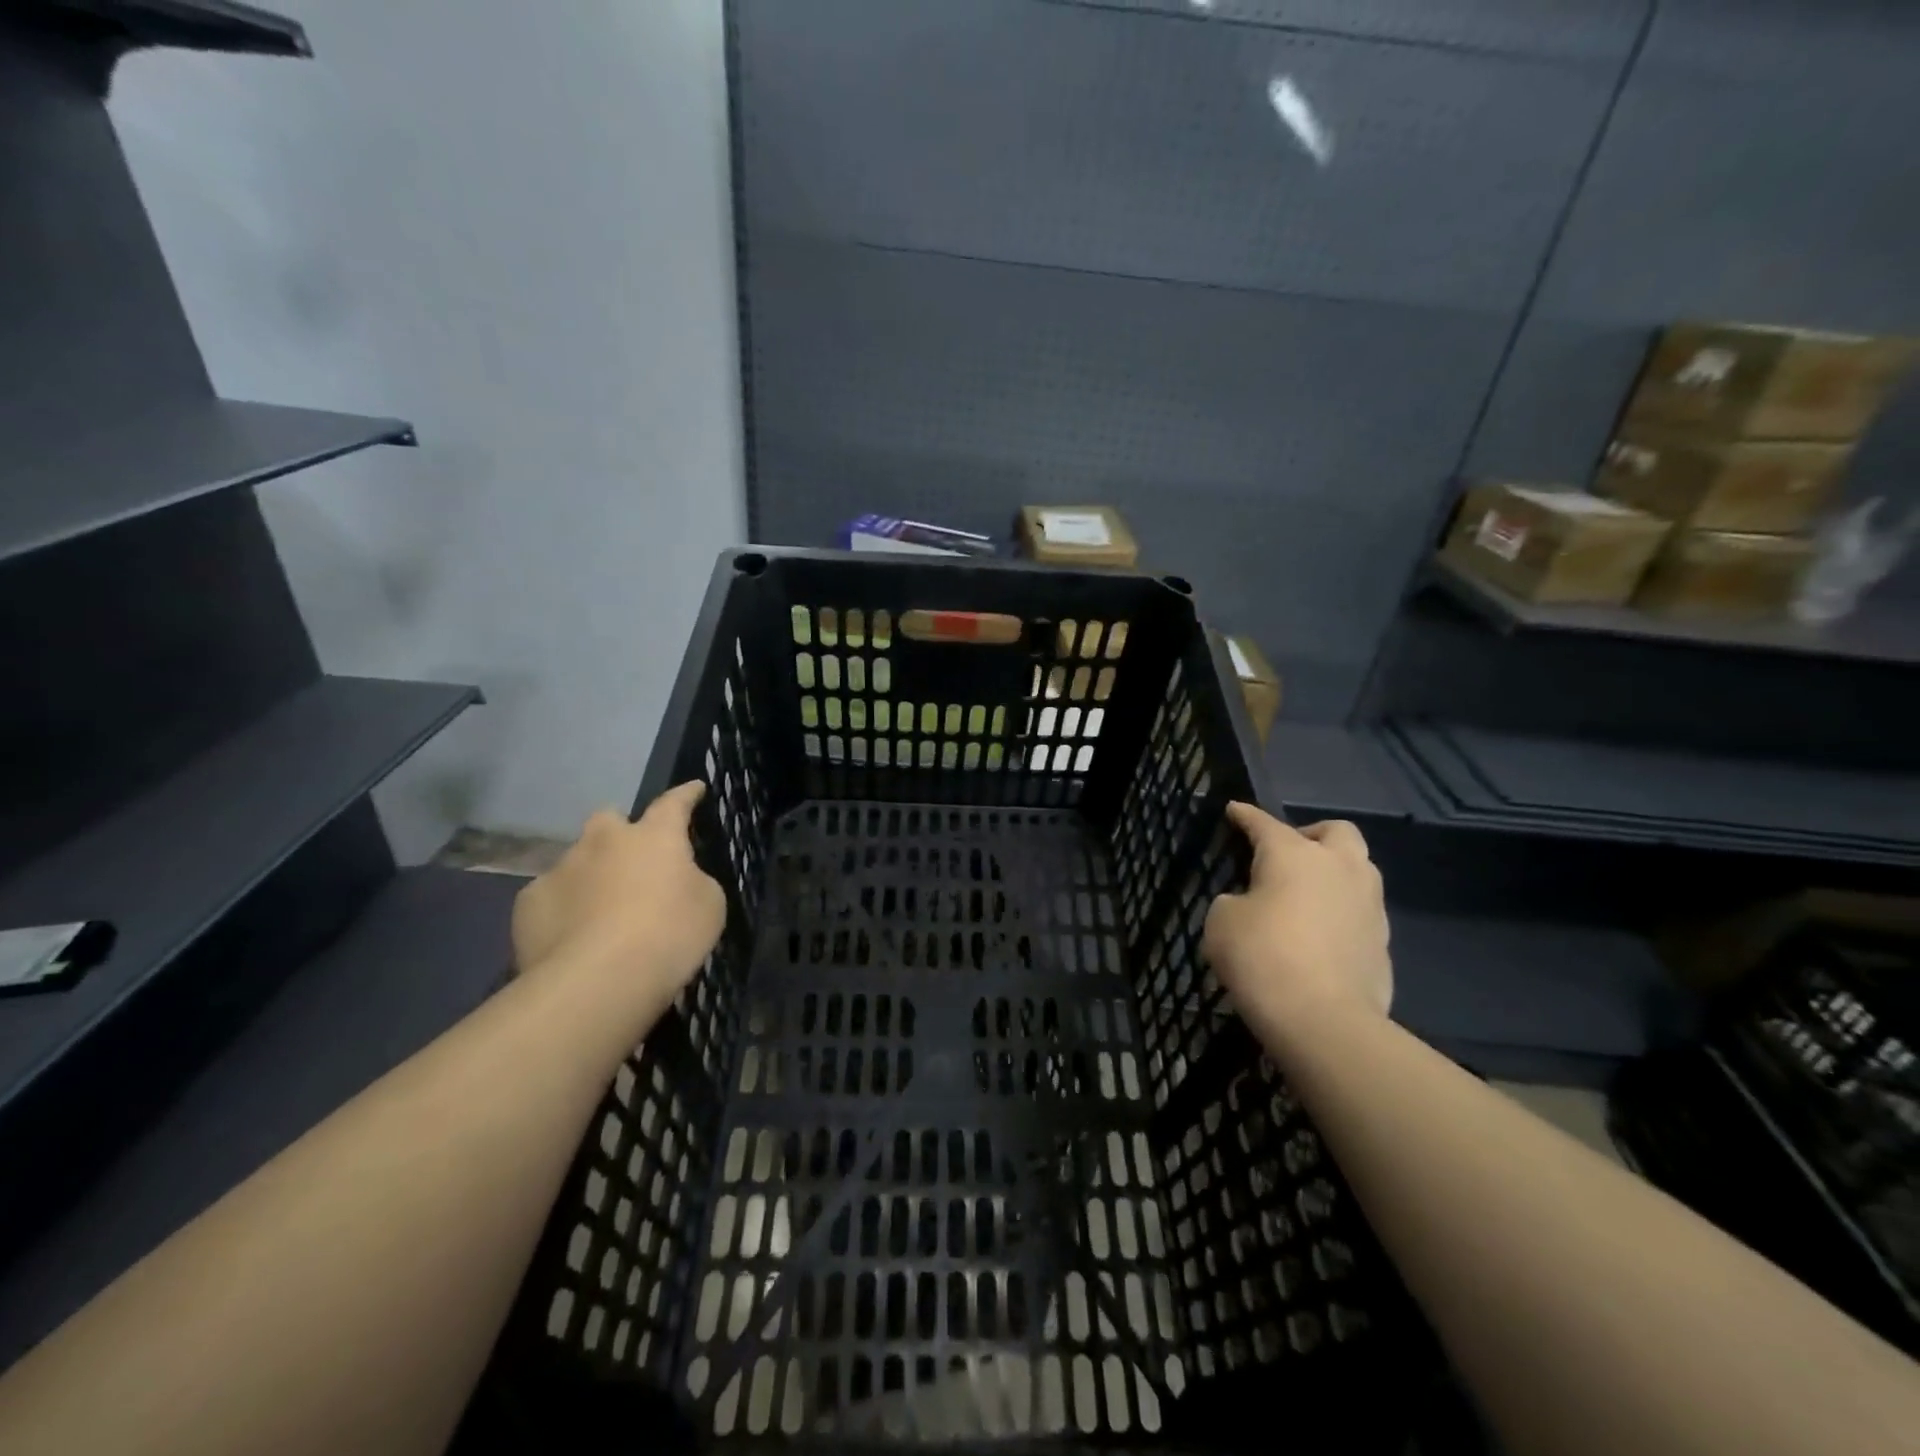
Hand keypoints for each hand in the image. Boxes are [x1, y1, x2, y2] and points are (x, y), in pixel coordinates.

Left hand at [512, 782, 726, 1005]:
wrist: (597, 981)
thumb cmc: (668, 935)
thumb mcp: (708, 905)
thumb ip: (691, 882)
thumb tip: (674, 880)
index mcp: (654, 837)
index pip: (674, 803)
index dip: (686, 795)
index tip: (695, 788)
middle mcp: (604, 841)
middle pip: (609, 819)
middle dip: (619, 833)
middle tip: (631, 861)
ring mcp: (561, 869)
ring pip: (577, 860)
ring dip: (590, 876)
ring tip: (600, 912)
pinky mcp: (528, 903)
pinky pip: (550, 896)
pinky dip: (563, 909)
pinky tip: (571, 936)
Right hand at [1203, 802, 1391, 1036]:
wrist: (1324, 1021)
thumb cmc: (1262, 957)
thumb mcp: (1222, 922)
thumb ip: (1234, 902)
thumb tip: (1251, 905)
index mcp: (1294, 854)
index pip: (1264, 823)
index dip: (1246, 816)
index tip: (1234, 810)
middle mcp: (1339, 868)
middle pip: (1336, 831)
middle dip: (1312, 835)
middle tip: (1287, 854)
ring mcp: (1369, 905)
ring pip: (1358, 870)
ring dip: (1333, 873)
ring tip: (1305, 896)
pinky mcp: (1383, 943)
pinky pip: (1360, 913)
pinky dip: (1340, 913)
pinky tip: (1319, 935)